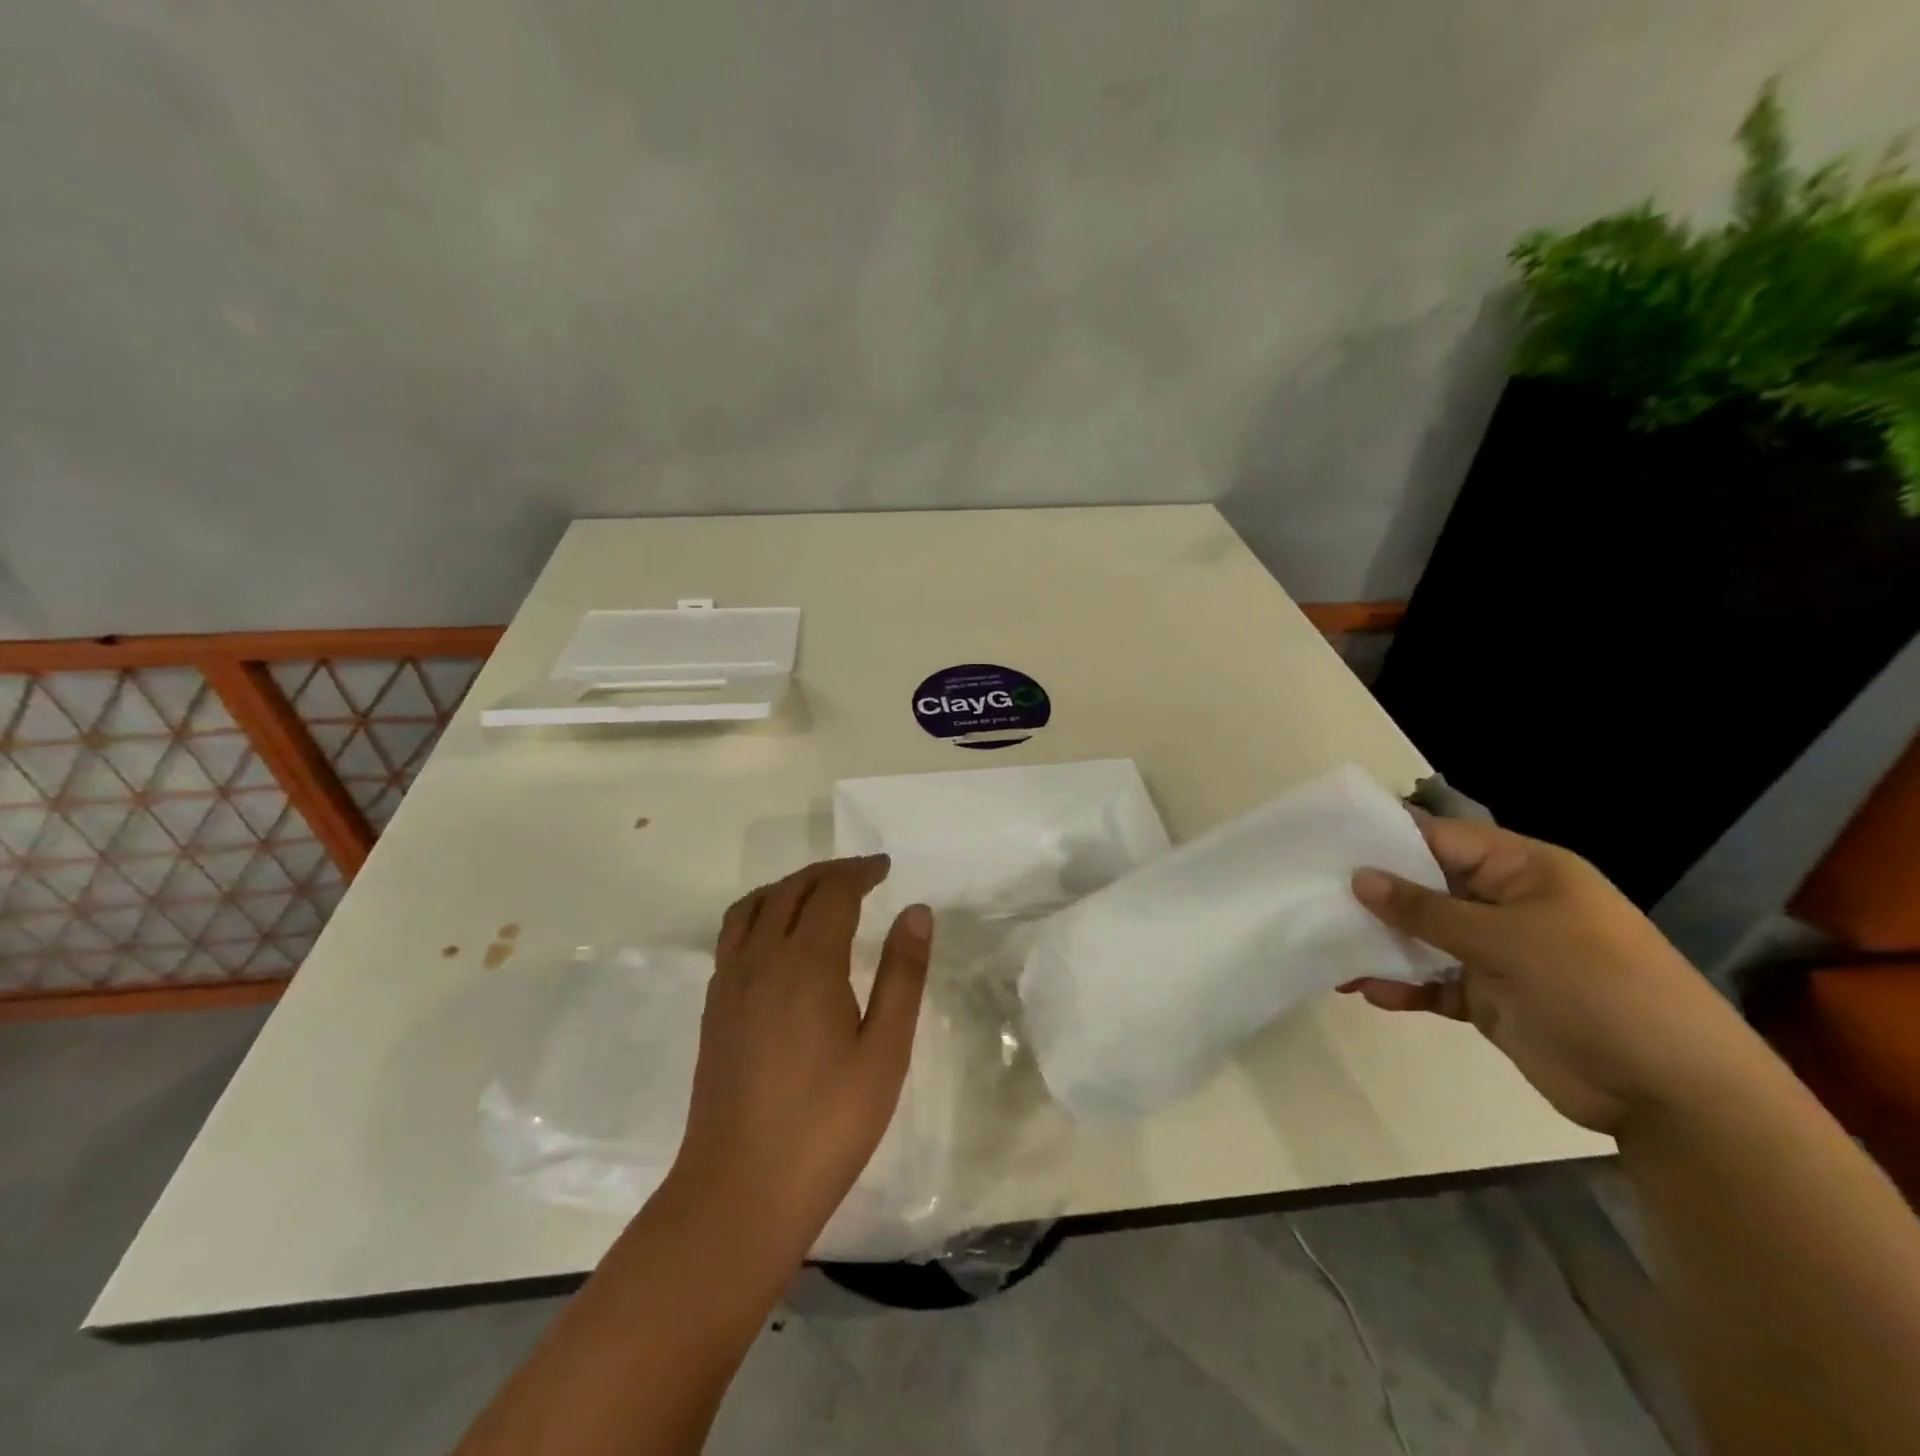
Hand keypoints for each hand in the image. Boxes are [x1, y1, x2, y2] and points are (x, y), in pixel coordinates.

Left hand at [669, 855, 932, 1258]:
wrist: (740, 1191)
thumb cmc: (827, 1124)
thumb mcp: (884, 1051)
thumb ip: (903, 975)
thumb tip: (916, 912)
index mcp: (806, 963)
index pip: (832, 892)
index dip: (860, 872)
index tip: (885, 867)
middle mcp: (760, 959)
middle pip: (790, 890)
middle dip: (828, 872)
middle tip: (863, 874)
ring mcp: (729, 983)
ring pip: (753, 906)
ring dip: (788, 886)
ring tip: (818, 893)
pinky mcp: (714, 1008)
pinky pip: (734, 934)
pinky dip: (760, 912)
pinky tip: (779, 939)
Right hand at [1344, 813, 1756, 1133]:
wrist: (1675, 1095)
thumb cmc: (1598, 988)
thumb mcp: (1508, 940)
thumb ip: (1427, 911)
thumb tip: (1359, 878)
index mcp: (1523, 871)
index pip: (1441, 839)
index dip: (1386, 839)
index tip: (1326, 845)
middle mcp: (1505, 905)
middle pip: (1425, 887)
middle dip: (1374, 894)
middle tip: (1311, 894)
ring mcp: (1498, 954)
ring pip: (1422, 937)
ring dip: (1380, 944)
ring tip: (1325, 946)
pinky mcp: (1489, 999)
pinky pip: (1432, 982)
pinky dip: (1402, 985)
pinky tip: (1364, 990)